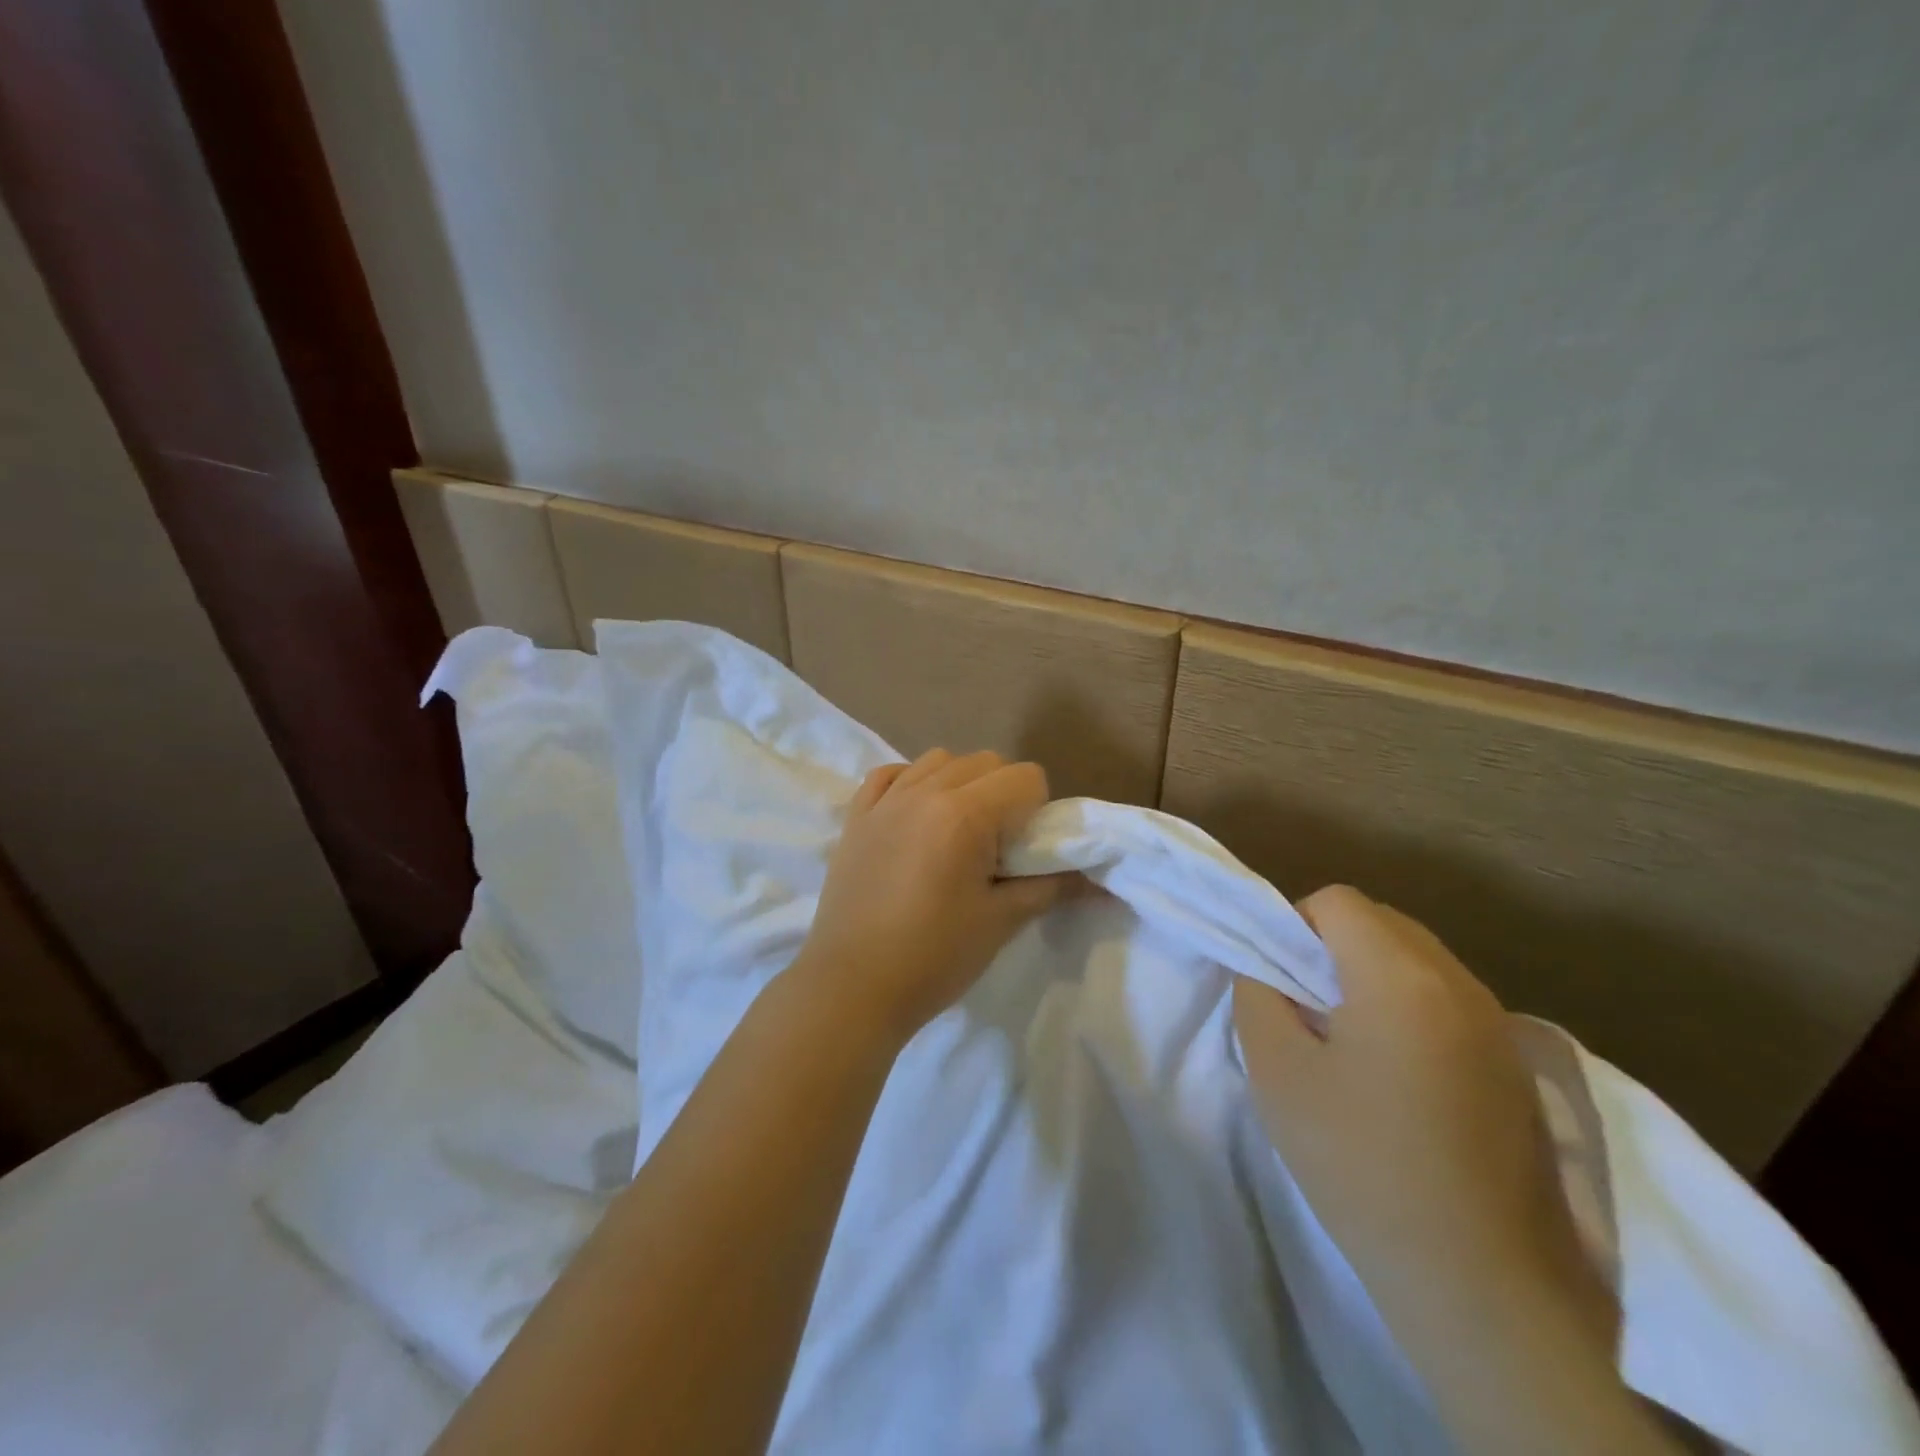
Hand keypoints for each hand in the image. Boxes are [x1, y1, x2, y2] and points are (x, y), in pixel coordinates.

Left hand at [794, 749, 1082, 1040]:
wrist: (851, 988)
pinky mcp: (856, 815)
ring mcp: (885, 800)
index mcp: (964, 814)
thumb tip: (1095, 879)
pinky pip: (890, 773)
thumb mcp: (1001, 921)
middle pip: (985, 761)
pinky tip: (915, 816)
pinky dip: (911, 782)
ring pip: (939, 760)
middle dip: (1004, 793)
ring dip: (961, 783)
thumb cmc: (933, 957)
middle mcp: (924, 791)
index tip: (1024, 851)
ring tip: (956, 831)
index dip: (1037, 810)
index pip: (1025, 777)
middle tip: (996, 846)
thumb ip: (1051, 887)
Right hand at [1235, 886, 1610, 1348]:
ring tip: (1350, 1043)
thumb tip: (1266, 967)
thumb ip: (1258, 994)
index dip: (1295, 926)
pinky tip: (1399, 1076)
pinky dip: (1411, 1007)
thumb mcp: (1277, 1072)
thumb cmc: (1361, 1165)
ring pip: (1418, 958)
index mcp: (1401, 977)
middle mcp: (1459, 983)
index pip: (1338, 902)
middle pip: (1382, 922)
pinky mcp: (1517, 1064)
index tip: (1280, 981)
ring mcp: (1499, 1024)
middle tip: (1307, 1009)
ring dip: (1373, 975)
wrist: (1480, 1283)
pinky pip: (1448, 999)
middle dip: (1333, 946)